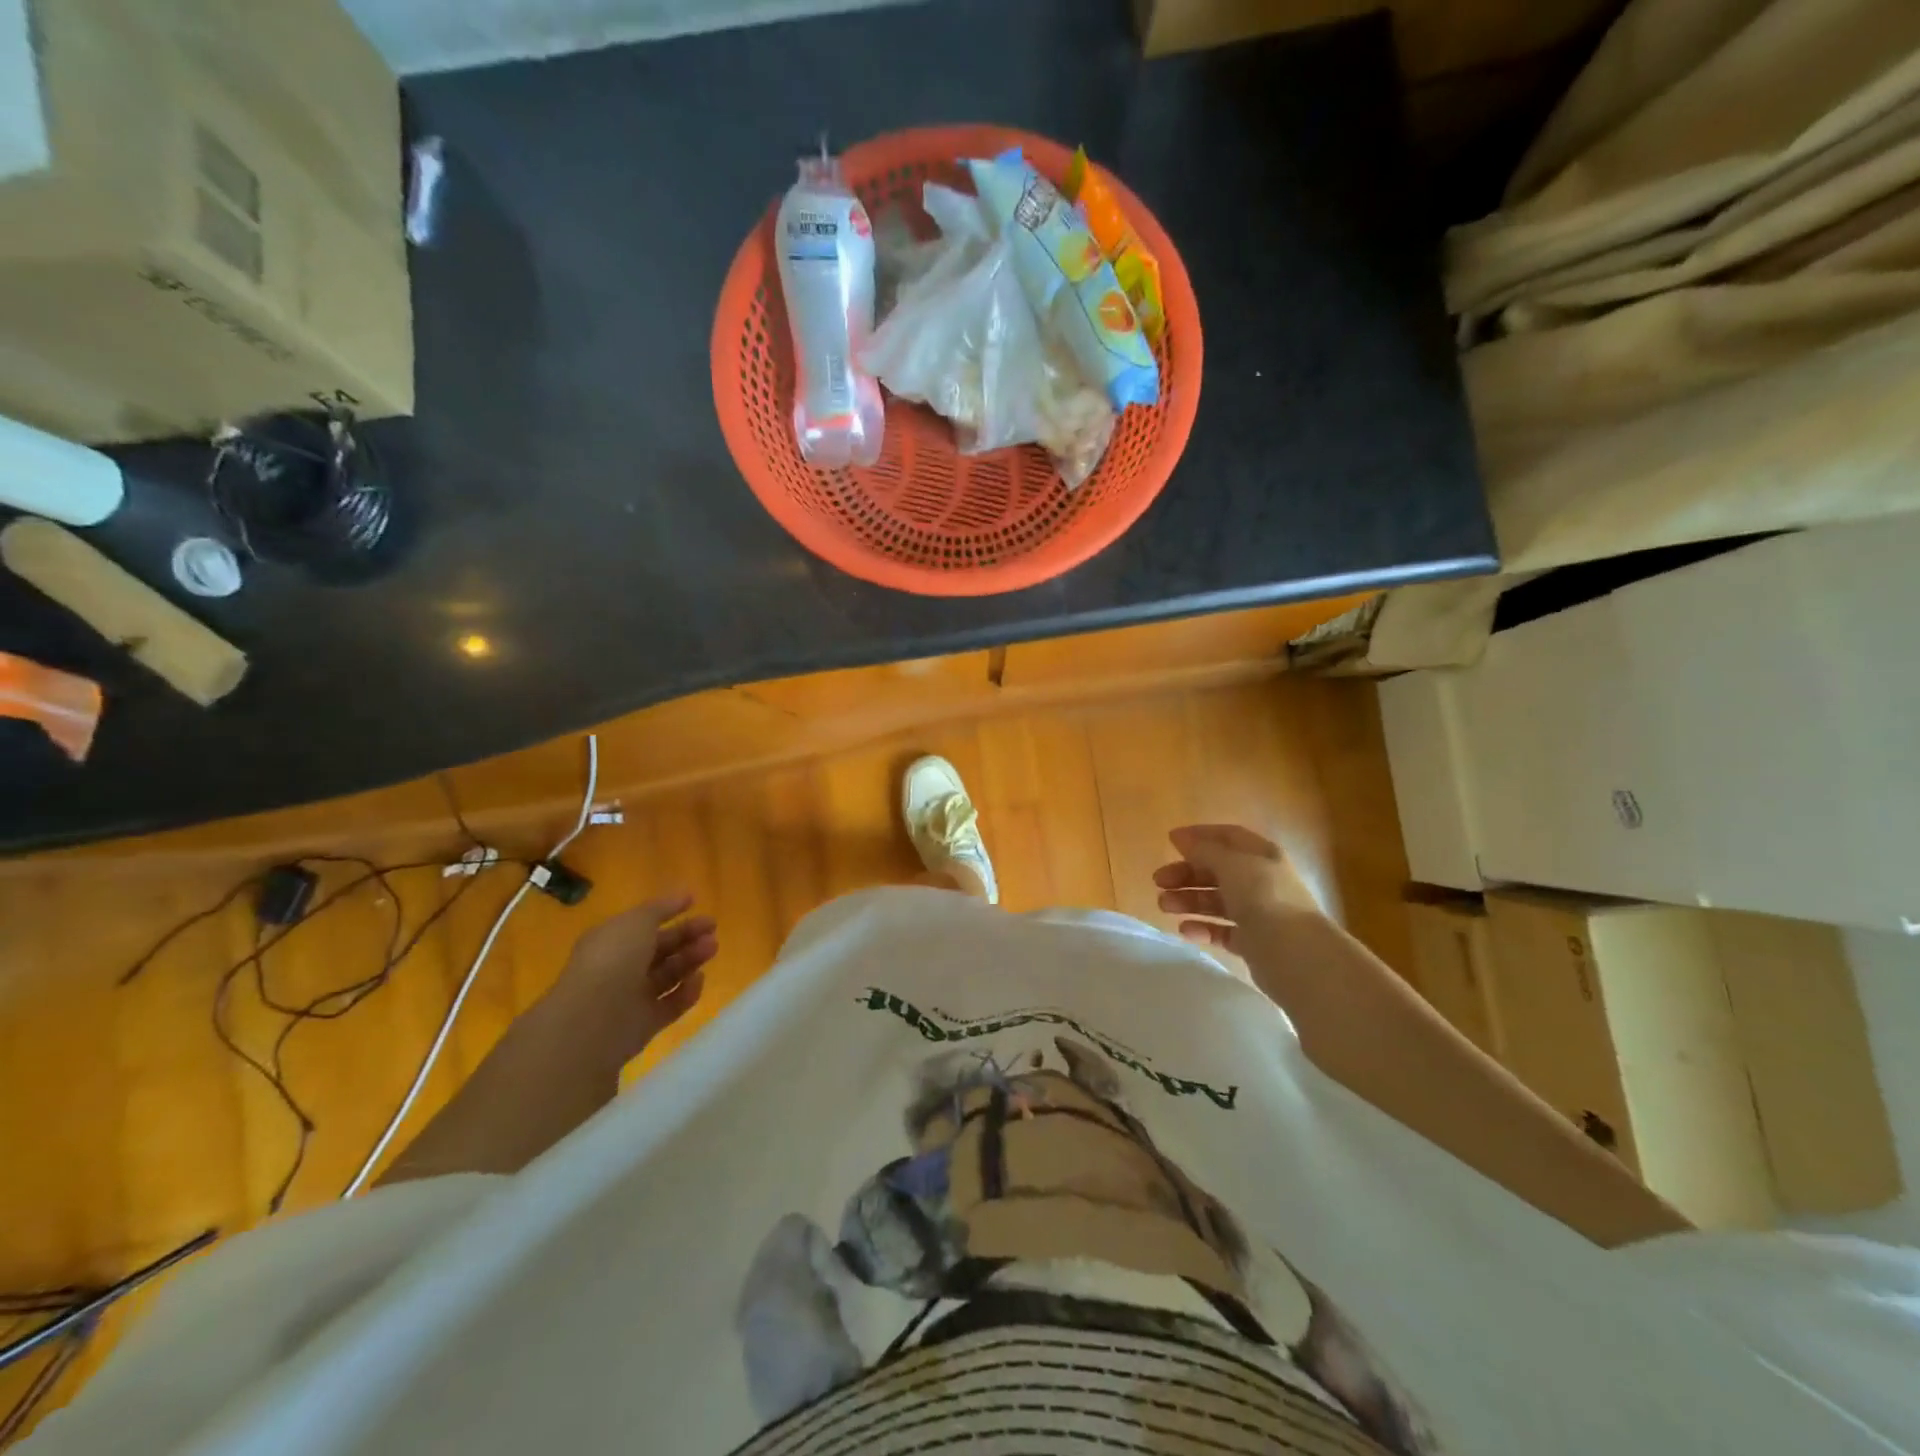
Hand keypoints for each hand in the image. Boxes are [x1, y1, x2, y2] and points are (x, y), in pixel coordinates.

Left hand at [550, 892, 716, 1054]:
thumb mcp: (637, 922)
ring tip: (713, 948)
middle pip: (660, 949)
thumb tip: (684, 894)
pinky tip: (699, 980)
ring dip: (690, 960)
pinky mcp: (644, 1024)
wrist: (592, 1021)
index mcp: (611, 940)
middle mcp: (620, 967)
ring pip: (667, 975)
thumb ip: (661, 908)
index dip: (669, 911)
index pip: (644, 923)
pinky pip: (670, 1005)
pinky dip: (686, 993)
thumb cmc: (613, 960)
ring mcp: (631, 997)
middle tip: (712, 929)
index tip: (696, 902)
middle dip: (686, 936)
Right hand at [1153, 824, 1321, 951]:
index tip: (1169, 842)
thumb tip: (1181, 838)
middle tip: (1158, 882)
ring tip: (1163, 906)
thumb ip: (1204, 850)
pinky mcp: (1253, 942)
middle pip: (1217, 870)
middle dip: (1186, 873)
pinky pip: (1222, 931)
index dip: (1199, 836)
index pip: (1228, 837)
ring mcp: (1259, 913)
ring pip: (1217, 901)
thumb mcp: (1232, 865)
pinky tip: (1185, 930)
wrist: (1296, 954)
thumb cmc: (1264, 898)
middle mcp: (1262, 881)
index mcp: (1262, 855)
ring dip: (1188, 900)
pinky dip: (1203, 928)